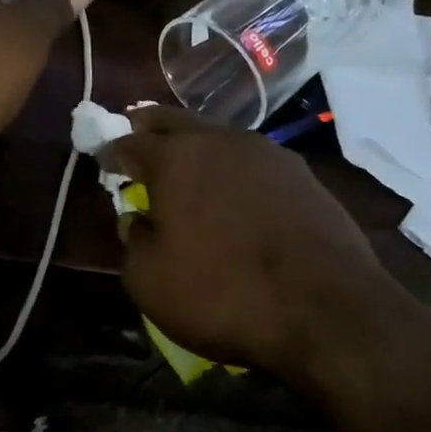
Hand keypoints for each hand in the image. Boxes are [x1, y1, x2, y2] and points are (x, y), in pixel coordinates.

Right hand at [103, 109, 417, 384]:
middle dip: (150, 128)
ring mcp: (268, 153)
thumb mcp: (149, 280)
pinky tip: (233, 190)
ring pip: (218, 136)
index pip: (129, 141)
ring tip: (185, 164)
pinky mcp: (303, 176)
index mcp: (175, 157)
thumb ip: (133, 241)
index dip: (111, 151)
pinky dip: (232, 167)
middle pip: (174, 121)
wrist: (327, 310)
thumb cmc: (222, 292)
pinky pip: (252, 161)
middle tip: (137, 137)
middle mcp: (221, 140)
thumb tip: (138, 219)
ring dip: (195, 145)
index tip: (103, 161)